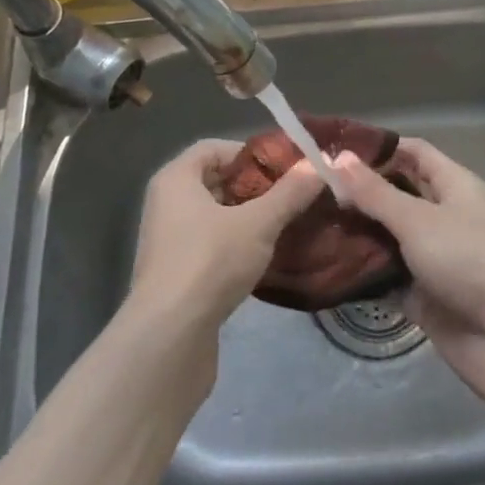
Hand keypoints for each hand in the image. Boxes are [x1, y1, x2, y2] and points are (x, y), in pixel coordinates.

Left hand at [130, 138, 323, 330]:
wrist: (169, 336)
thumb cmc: (210, 262)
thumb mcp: (258, 223)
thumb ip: (289, 193)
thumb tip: (319, 164)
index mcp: (175, 179)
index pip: (214, 148)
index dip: (249, 153)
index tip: (281, 169)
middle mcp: (165, 203)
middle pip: (214, 180)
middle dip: (252, 187)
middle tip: (288, 196)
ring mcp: (167, 240)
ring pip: (213, 215)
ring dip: (246, 218)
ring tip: (282, 225)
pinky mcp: (174, 273)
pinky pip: (208, 244)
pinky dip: (233, 244)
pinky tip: (261, 257)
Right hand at [334, 139, 484, 415]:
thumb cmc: (466, 260)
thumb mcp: (417, 219)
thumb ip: (375, 192)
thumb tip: (336, 157)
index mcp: (455, 185)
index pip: (414, 152)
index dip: (379, 147)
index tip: (335, 148)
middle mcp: (445, 215)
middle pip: (398, 192)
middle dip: (361, 189)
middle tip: (312, 186)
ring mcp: (434, 255)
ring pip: (390, 234)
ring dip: (358, 229)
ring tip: (310, 219)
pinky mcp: (424, 293)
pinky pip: (388, 273)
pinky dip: (363, 268)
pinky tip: (326, 261)